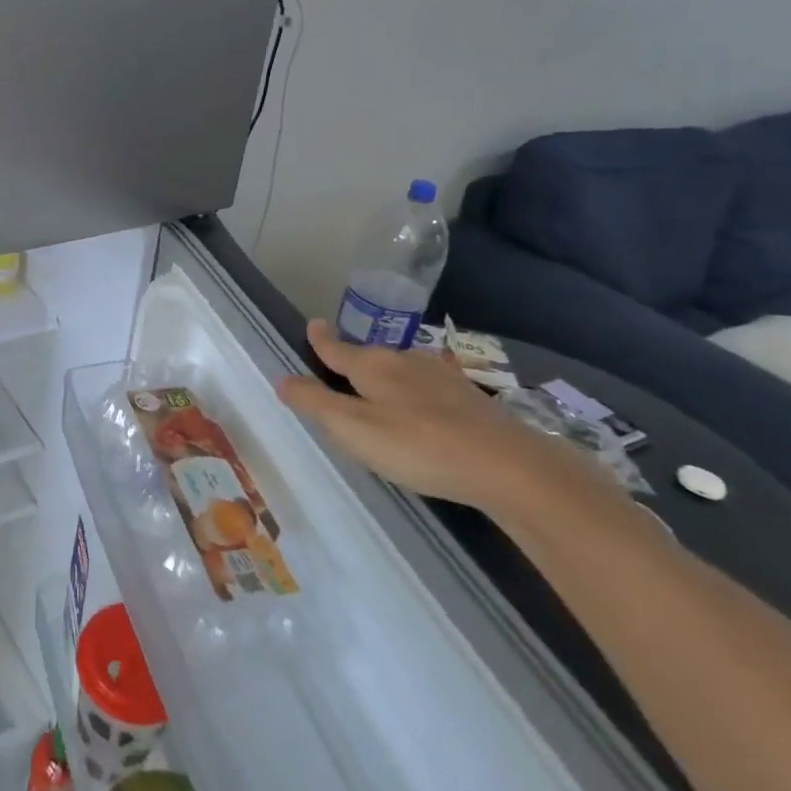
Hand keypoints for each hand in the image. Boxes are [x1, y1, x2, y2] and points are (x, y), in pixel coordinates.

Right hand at [277, 320, 605, 514]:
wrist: (509, 466)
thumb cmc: (417, 445)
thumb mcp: (353, 428)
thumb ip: (315, 403)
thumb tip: (282, 379)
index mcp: (372, 365)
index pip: (336, 347)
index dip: (320, 338)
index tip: (313, 324)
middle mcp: (405, 360)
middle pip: (370, 356)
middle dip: (354, 361)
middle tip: (340, 374)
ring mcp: (442, 376)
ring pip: (402, 370)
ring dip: (387, 379)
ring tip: (379, 397)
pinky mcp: (470, 398)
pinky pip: (428, 388)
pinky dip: (415, 395)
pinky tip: (422, 415)